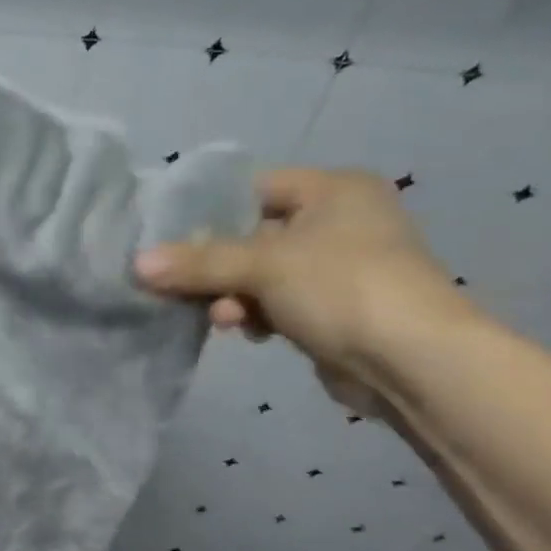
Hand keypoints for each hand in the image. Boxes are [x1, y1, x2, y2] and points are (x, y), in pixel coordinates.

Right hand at [134, 168, 471, 409]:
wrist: (414, 362)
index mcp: (334, 190)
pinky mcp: (335, 308)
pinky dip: (257, 314)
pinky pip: (278, 302)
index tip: (169, 240)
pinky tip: (247, 332)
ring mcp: (339, 267)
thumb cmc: (341, 288)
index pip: (254, 188)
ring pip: (261, 274)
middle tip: (184, 286)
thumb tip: (137, 264)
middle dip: (217, 266)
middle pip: (252, 235)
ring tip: (223, 319)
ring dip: (233, 296)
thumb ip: (197, 262)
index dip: (210, 212)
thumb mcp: (262, 266)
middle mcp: (340, 220)